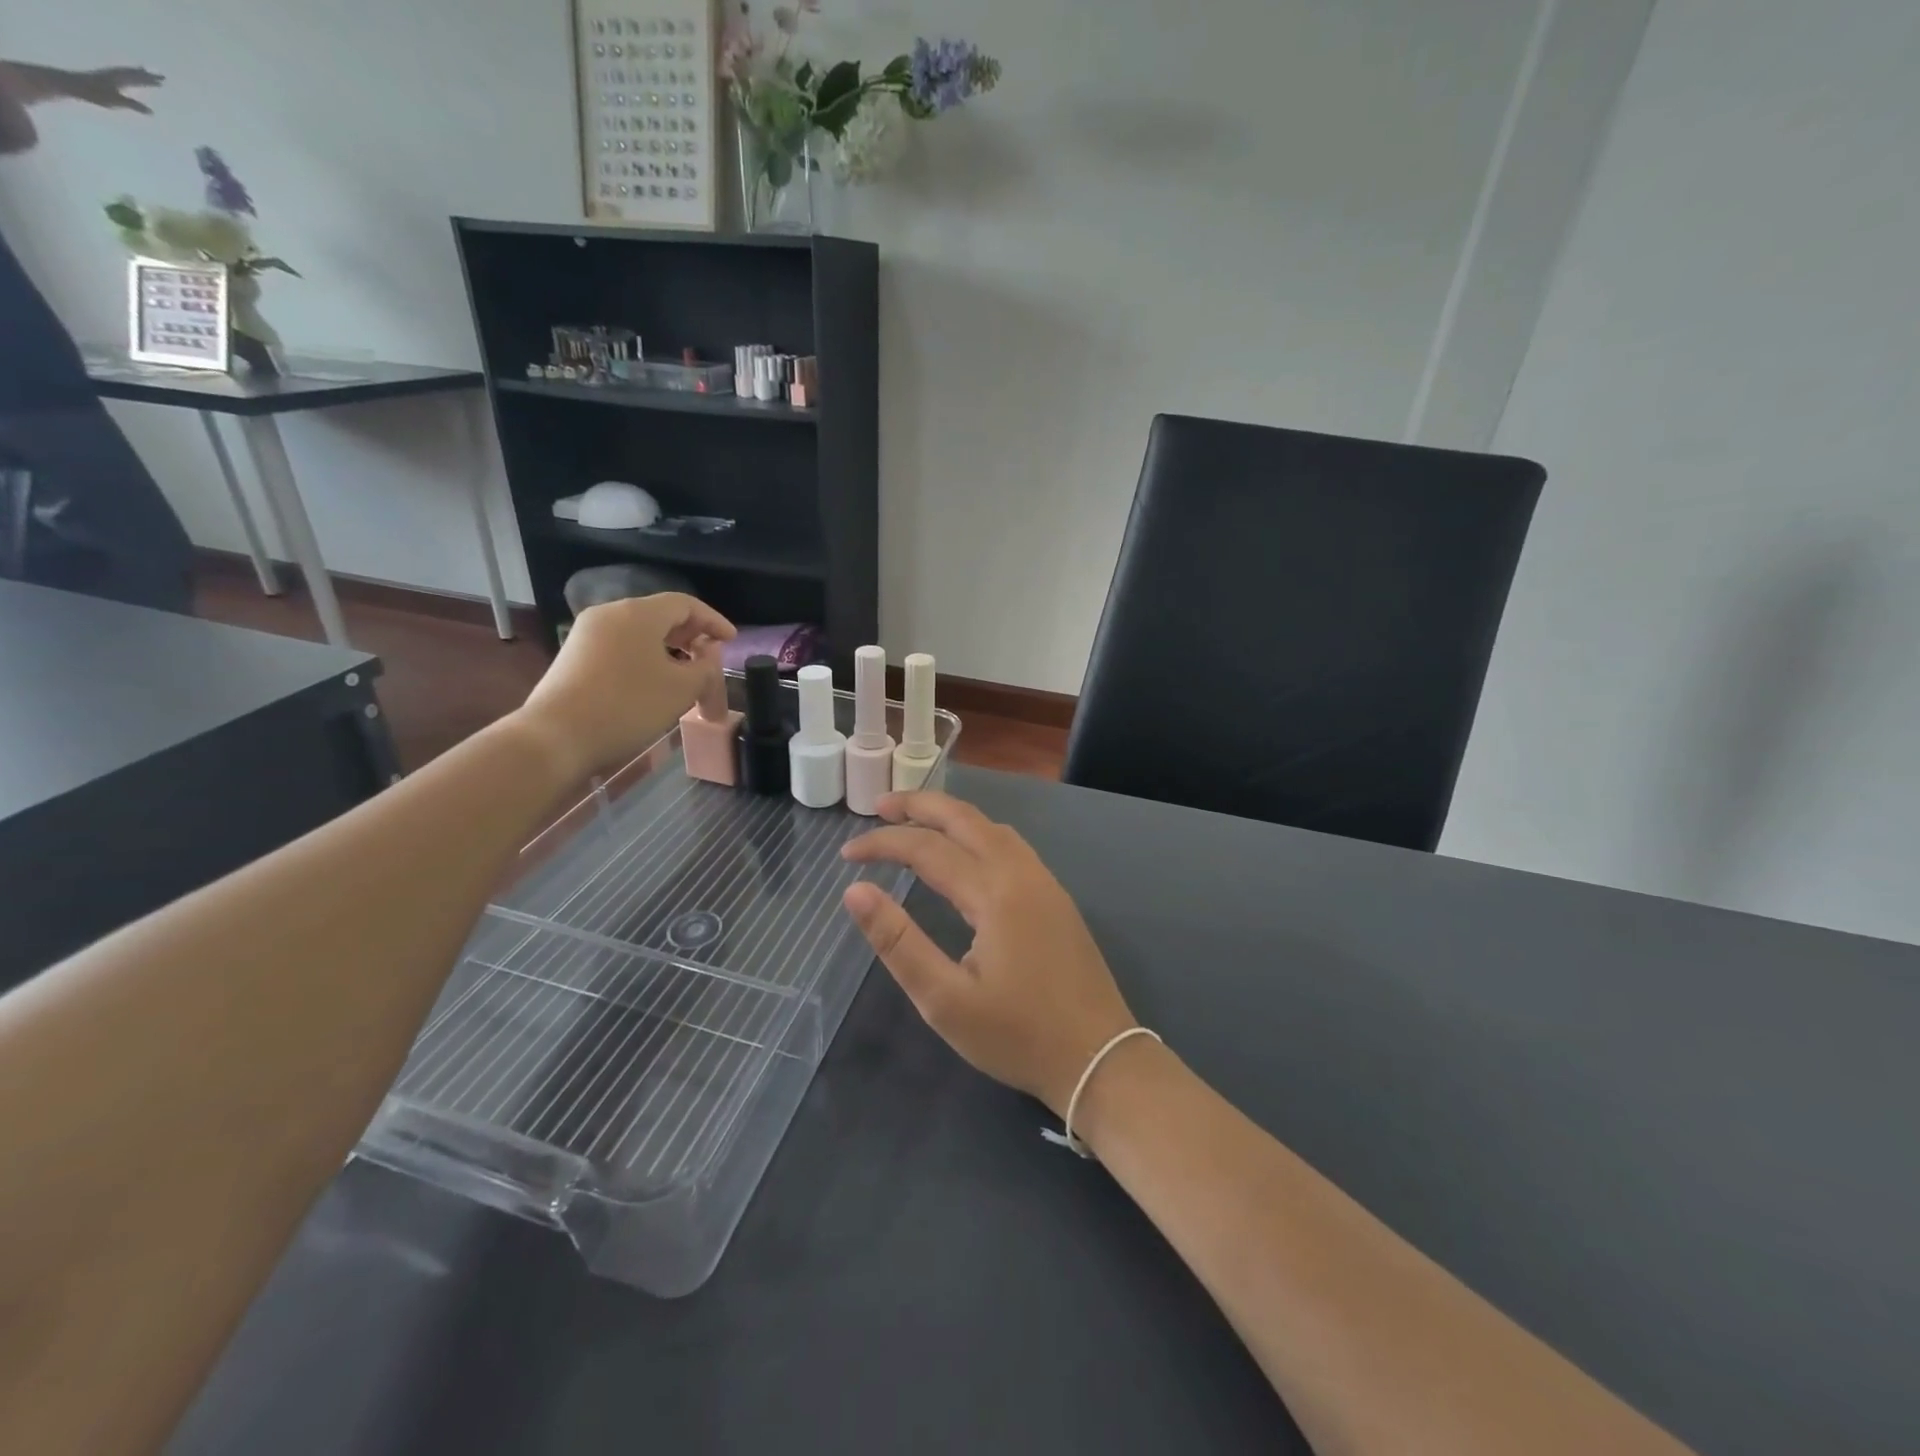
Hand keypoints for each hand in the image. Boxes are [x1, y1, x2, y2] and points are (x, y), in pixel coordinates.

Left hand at [75, 67, 163, 112]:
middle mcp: (115, 75)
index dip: (150, 80)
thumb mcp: (116, 101)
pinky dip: (127, 74)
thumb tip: (152, 112)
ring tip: (145, 71)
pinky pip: (120, 74)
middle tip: (160, 76)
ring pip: (127, 72)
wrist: (73, 85)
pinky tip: (129, 77)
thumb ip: (134, 105)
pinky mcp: (105, 77)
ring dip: (137, 72)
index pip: (138, 79)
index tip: (162, 81)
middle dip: (147, 75)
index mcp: (119, 79)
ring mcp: (109, 75)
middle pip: (134, 73)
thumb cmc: (95, 94)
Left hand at [512, 593, 733, 781]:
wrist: (557, 737)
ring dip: (668, 649)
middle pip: (660, 615)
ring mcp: (587, 634)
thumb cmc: (628, 706)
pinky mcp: (575, 656)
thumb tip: (707, 653)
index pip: (685, 604)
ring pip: (639, 633)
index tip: (732, 640)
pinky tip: (653, 683)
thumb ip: (705, 666)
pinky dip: (645, 658)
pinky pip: (621, 647)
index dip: (713, 620)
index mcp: (638, 613)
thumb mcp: (681, 689)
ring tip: (685, 674)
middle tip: (710, 657)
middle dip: (691, 635)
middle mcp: (610, 614)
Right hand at [841, 793, 1137, 1115]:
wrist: (1100, 1058)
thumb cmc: (1017, 1036)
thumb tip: (856, 892)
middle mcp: (1021, 873)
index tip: (846, 854)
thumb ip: (898, 942)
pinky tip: (965, 852)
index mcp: (994, 893)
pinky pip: (1011, 845)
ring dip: (951, 816)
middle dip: (919, 805)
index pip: (926, 848)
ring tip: (915, 821)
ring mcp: (1045, 882)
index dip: (882, 844)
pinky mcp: (1056, 898)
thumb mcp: (945, 1001)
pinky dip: (977, 832)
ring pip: (992, 827)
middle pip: (965, 818)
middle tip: (878, 806)